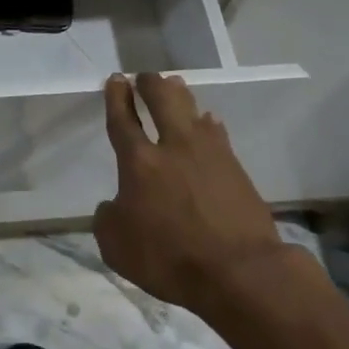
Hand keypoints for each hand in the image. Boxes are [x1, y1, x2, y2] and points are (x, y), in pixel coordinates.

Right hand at [93, 73, 304, 313]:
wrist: (239, 272)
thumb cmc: (169, 259)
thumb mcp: (116, 246)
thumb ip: (108, 218)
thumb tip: (115, 205)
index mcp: (139, 162)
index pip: (123, 120)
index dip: (117, 97)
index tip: (117, 79)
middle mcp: (174, 148)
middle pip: (163, 101)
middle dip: (151, 84)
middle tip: (146, 76)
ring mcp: (210, 154)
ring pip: (193, 111)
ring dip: (181, 96)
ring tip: (176, 86)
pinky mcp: (236, 169)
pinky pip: (217, 134)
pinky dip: (207, 125)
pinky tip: (208, 124)